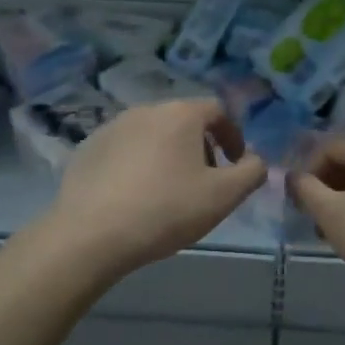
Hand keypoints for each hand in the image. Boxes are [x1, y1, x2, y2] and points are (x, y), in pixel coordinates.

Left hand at [43, 99, 267, 276]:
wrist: (91, 234)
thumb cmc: (166, 210)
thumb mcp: (223, 196)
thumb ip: (251, 173)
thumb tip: (256, 160)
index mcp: (180, 114)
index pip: (217, 111)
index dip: (233, 136)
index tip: (236, 164)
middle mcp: (145, 110)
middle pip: (183, 121)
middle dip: (201, 147)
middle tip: (205, 182)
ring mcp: (111, 127)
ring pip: (152, 135)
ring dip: (168, 155)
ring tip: (169, 191)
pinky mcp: (88, 148)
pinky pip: (124, 150)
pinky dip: (138, 165)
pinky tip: (135, 197)